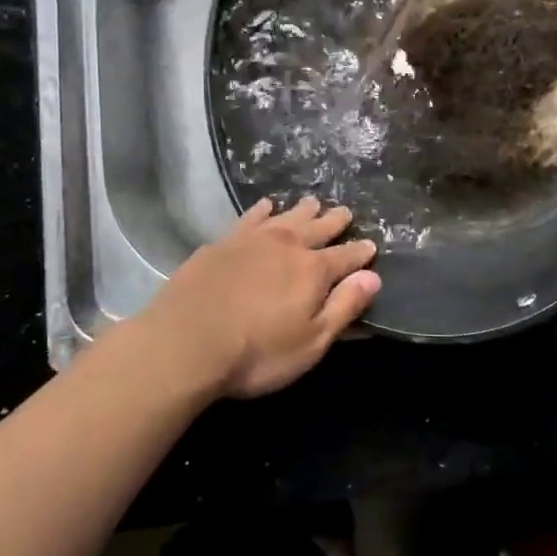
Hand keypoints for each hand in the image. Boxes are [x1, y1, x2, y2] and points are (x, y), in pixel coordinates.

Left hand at [138, 197, 379, 398]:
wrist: (185, 342)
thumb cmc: (256, 352)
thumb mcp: (310, 342)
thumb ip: (343, 307)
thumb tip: (372, 277)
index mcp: (313, 270)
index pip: (346, 257)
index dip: (360, 252)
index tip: (371, 245)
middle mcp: (287, 245)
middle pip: (317, 228)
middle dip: (334, 221)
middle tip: (345, 212)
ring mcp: (252, 239)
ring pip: (286, 217)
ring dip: (302, 210)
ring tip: (312, 202)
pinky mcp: (222, 242)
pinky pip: (250, 217)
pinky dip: (263, 210)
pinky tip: (266, 206)